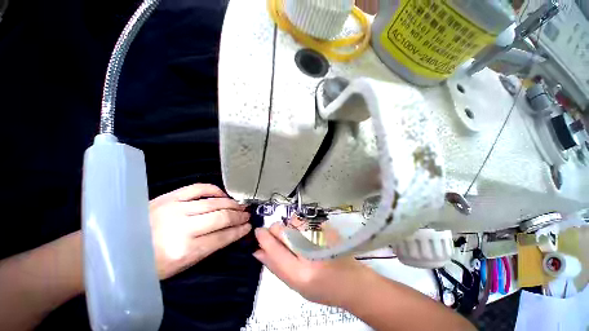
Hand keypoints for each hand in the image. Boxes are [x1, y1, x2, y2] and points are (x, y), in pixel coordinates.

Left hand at [150, 183, 251, 278]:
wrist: (119, 247)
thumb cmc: (151, 263)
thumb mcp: (181, 266)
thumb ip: (208, 248)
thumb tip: (231, 233)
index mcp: (184, 251)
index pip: (222, 238)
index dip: (238, 231)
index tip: (248, 227)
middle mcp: (182, 227)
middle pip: (221, 217)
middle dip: (239, 216)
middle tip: (247, 215)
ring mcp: (175, 208)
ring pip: (213, 202)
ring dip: (232, 203)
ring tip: (241, 205)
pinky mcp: (169, 197)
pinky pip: (199, 188)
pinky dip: (215, 190)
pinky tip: (223, 195)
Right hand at [253, 221, 369, 306]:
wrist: (350, 280)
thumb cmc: (322, 288)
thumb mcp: (295, 285)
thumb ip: (275, 266)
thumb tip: (258, 250)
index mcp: (301, 273)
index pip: (275, 248)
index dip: (264, 237)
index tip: (258, 232)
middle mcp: (310, 250)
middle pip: (281, 229)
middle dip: (275, 232)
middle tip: (281, 240)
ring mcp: (319, 235)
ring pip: (291, 222)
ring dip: (289, 229)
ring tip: (298, 241)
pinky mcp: (326, 227)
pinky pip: (303, 220)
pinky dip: (300, 226)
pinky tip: (308, 237)